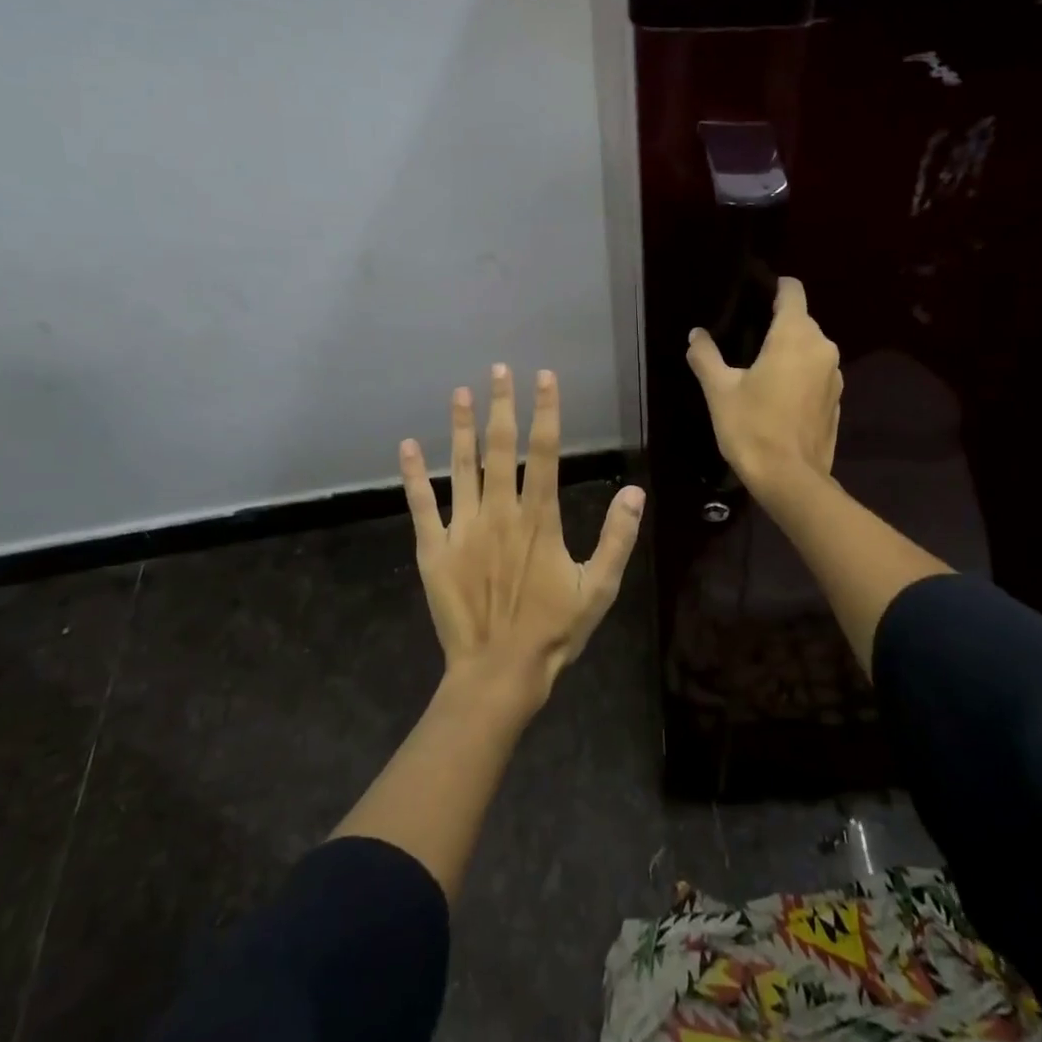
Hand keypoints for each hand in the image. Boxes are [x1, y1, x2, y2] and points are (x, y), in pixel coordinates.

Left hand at [400, 364, 644, 712]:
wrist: (498, 672)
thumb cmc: (553, 631)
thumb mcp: (598, 589)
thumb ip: (616, 538)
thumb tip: (634, 492)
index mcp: (539, 519)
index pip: (545, 452)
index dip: (546, 411)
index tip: (544, 377)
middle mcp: (500, 513)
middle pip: (501, 448)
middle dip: (502, 405)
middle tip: (499, 369)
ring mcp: (463, 528)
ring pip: (461, 466)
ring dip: (460, 428)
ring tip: (459, 393)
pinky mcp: (434, 549)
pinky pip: (422, 505)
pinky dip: (414, 475)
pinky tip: (407, 446)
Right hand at [686, 276, 842, 495]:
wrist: (790, 479)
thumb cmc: (752, 427)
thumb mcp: (719, 390)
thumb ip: (706, 356)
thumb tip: (696, 335)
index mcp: (795, 336)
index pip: (792, 291)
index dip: (774, 287)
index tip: (753, 294)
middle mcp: (822, 347)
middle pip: (800, 320)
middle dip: (776, 324)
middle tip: (744, 339)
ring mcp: (835, 375)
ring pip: (810, 348)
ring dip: (788, 352)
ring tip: (758, 368)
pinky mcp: (837, 401)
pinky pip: (816, 374)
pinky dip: (799, 376)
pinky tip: (777, 396)